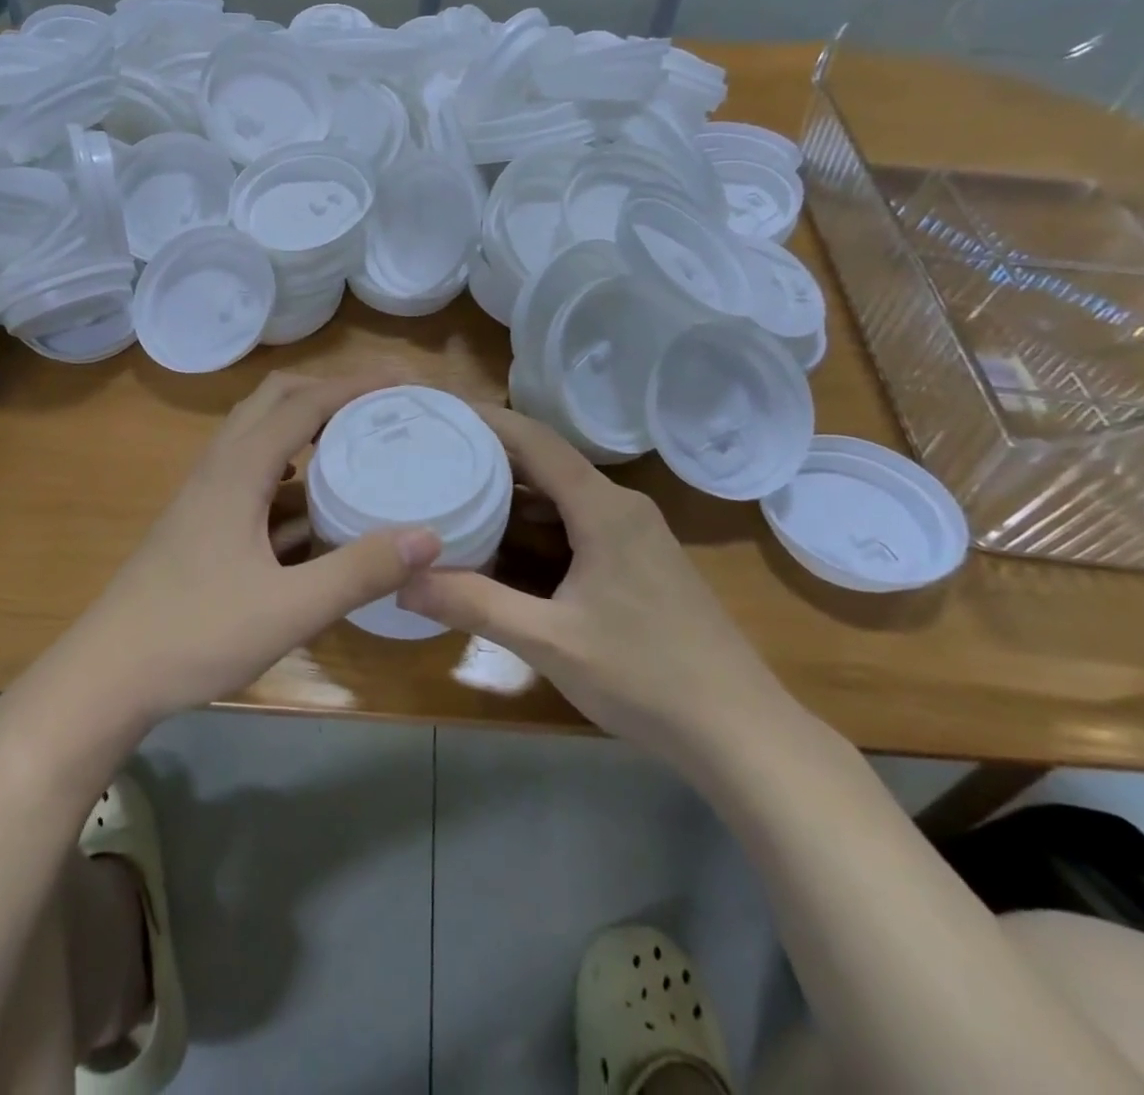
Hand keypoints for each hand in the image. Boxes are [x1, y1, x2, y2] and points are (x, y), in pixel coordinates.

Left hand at [60, 371, 442, 723]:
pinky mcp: (200, 522)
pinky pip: (251, 474)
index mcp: (238, 470)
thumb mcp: (289, 609)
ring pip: (259, 436)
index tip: (404, 380)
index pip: (304, 404)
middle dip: (328, 392)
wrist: (109, 674)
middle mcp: (219, 467)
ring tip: (353, 443)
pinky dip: (288, 472)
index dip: (355, 385)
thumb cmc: (196, 634)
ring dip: (305, 427)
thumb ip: (359, 572)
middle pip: (274, 401)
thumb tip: (429, 536)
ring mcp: (204, 495)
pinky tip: (312, 507)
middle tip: (378, 405)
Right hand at [398, 407, 786, 748]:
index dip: (486, 421)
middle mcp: (622, 507)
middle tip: (434, 456)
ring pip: (563, 495)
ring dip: (513, 493)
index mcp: (603, 509)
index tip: (439, 412)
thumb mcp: (550, 642)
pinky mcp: (641, 561)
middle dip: (490, 456)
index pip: (536, 441)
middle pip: (547, 462)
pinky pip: (578, 522)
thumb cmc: (646, 677)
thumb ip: (474, 605)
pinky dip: (537, 523)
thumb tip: (402, 584)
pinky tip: (505, 544)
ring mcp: (636, 534)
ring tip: (456, 492)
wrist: (740, 731)